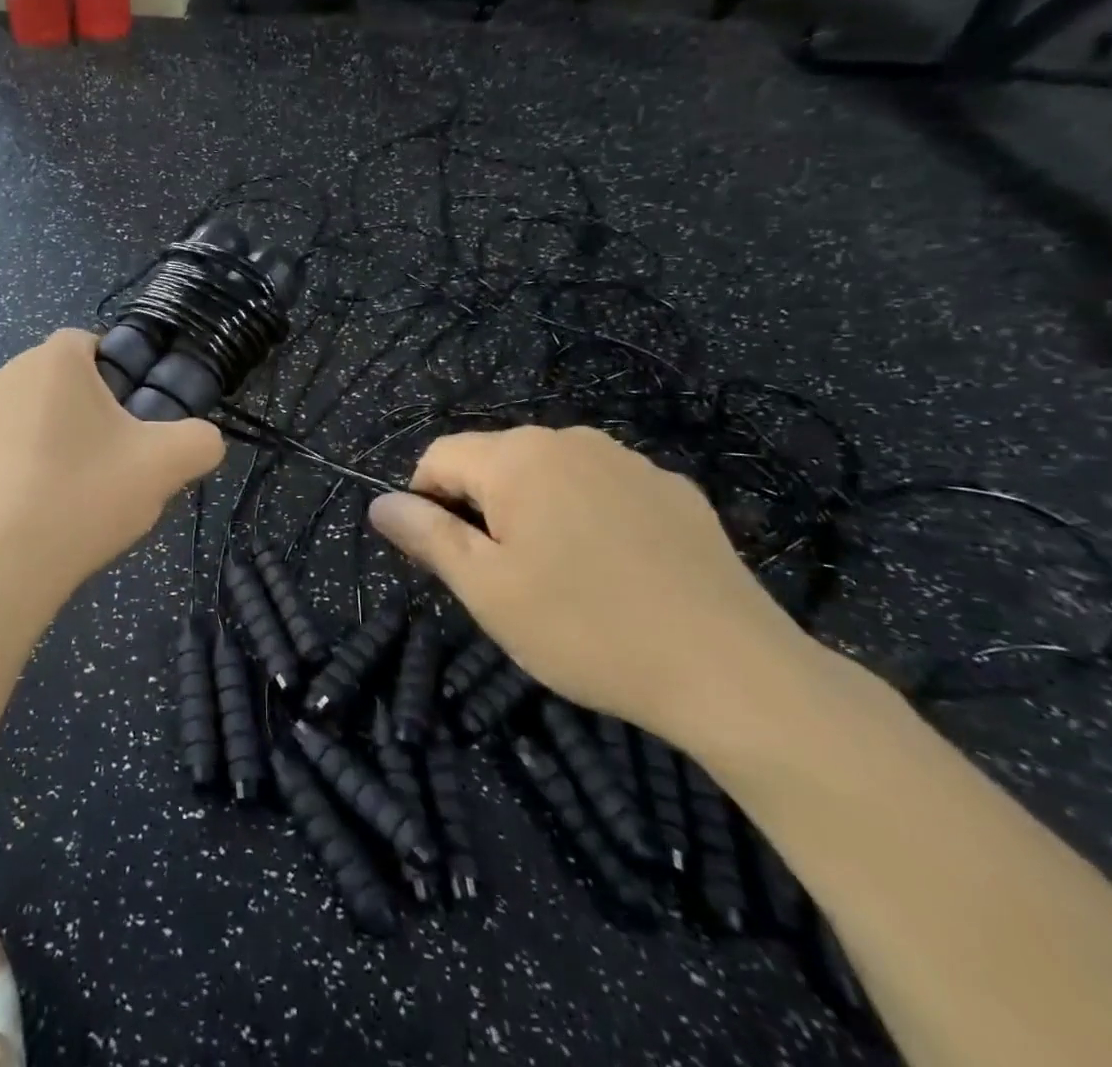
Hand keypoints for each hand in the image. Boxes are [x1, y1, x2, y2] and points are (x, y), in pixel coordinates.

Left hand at [0, 330, 224, 614]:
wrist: (3, 566)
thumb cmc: (85, 494)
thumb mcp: (165, 465)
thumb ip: (201, 440)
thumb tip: (203, 440)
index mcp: (53, 359)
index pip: (97, 342)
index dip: (127, 375)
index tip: (141, 419)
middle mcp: (10, 375)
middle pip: (72, 380)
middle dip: (101, 409)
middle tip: (124, 456)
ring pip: (46, 413)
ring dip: (72, 437)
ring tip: (91, 487)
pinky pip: (20, 443)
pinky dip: (42, 462)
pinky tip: (57, 504)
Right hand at [367, 426, 818, 747]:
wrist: (732, 671)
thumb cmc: (585, 629)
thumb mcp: (487, 589)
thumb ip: (426, 536)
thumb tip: (379, 504)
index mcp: (517, 457)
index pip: (439, 457)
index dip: (426, 503)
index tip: (448, 561)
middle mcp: (570, 440)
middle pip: (494, 462)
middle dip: (481, 509)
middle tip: (504, 578)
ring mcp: (629, 461)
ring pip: (549, 474)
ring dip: (532, 512)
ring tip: (559, 577)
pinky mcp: (674, 490)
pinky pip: (602, 489)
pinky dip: (586, 517)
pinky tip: (614, 572)